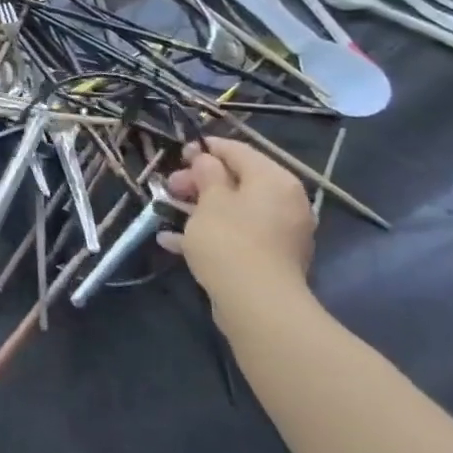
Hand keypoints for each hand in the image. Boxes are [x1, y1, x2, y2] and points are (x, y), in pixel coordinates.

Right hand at [158, 138, 315, 316]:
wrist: (256, 304)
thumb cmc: (230, 240)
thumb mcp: (210, 200)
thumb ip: (207, 174)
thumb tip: (206, 161)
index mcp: (274, 180)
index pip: (238, 151)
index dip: (206, 149)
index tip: (178, 154)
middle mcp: (285, 202)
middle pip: (237, 180)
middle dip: (199, 182)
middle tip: (170, 187)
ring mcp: (280, 233)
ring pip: (235, 209)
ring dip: (200, 208)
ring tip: (167, 211)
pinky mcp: (270, 258)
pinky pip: (237, 235)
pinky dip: (210, 233)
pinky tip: (174, 241)